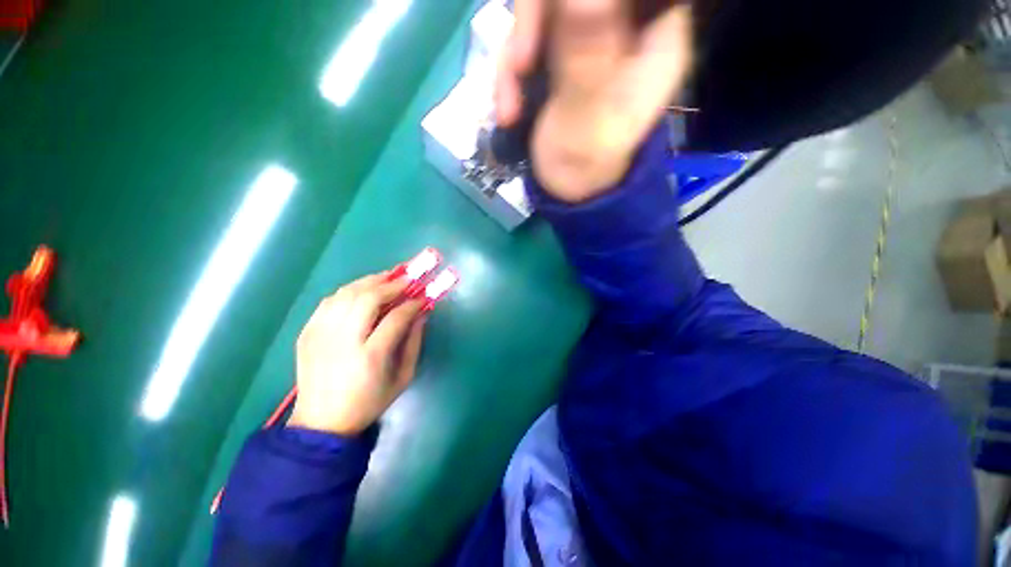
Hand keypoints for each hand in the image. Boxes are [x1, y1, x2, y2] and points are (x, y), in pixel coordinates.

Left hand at [288, 270, 426, 435]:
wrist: (322, 422)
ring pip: (346, 294)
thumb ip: (415, 342)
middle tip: (407, 279)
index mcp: (370, 356)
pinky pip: (329, 301)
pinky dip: (348, 291)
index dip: (413, 303)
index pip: (396, 317)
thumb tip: (421, 313)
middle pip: (368, 298)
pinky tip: (362, 291)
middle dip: (392, 284)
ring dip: (370, 281)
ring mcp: (320, 335)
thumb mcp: (403, 377)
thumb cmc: (369, 401)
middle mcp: (343, 341)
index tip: (423, 296)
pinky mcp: (307, 334)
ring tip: (387, 278)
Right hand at [496, 0, 693, 201]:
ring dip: (514, 58)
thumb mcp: (586, 120)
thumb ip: (585, 59)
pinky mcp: (560, 54)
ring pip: (545, 12)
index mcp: (654, 38)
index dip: (578, 0)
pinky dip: (510, 74)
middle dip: (536, 22)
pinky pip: (528, 39)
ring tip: (508, 108)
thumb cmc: (585, 167)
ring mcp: (589, 38)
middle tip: (519, 64)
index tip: (548, 18)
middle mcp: (625, 28)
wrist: (567, 190)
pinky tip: (508, 110)